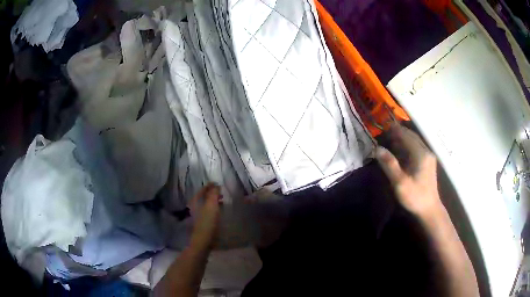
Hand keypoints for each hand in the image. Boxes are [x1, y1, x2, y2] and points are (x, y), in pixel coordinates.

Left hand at [188, 183, 221, 249]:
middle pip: (204, 196)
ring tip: (223, 201)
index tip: (219, 183)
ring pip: (206, 204)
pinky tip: (220, 211)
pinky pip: (209, 211)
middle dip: (213, 193)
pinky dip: (214, 208)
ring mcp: (198, 215)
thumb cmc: (207, 222)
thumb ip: (213, 194)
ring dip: (214, 201)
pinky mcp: (202, 222)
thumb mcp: (211, 206)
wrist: (203, 240)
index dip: (210, 185)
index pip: (203, 189)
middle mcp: (195, 206)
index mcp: (195, 201)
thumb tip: (216, 185)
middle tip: (222, 192)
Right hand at [375, 125, 441, 217]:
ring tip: (391, 139)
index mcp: (421, 154)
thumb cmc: (415, 197)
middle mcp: (426, 151)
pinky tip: (401, 150)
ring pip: (415, 141)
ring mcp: (428, 157)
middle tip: (385, 133)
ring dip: (403, 138)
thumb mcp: (400, 183)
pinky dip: (408, 146)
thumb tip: (377, 149)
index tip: (383, 126)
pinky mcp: (428, 163)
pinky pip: (417, 148)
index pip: (406, 135)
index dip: (395, 130)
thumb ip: (389, 165)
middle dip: (399, 132)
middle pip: (412, 136)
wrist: (429, 210)